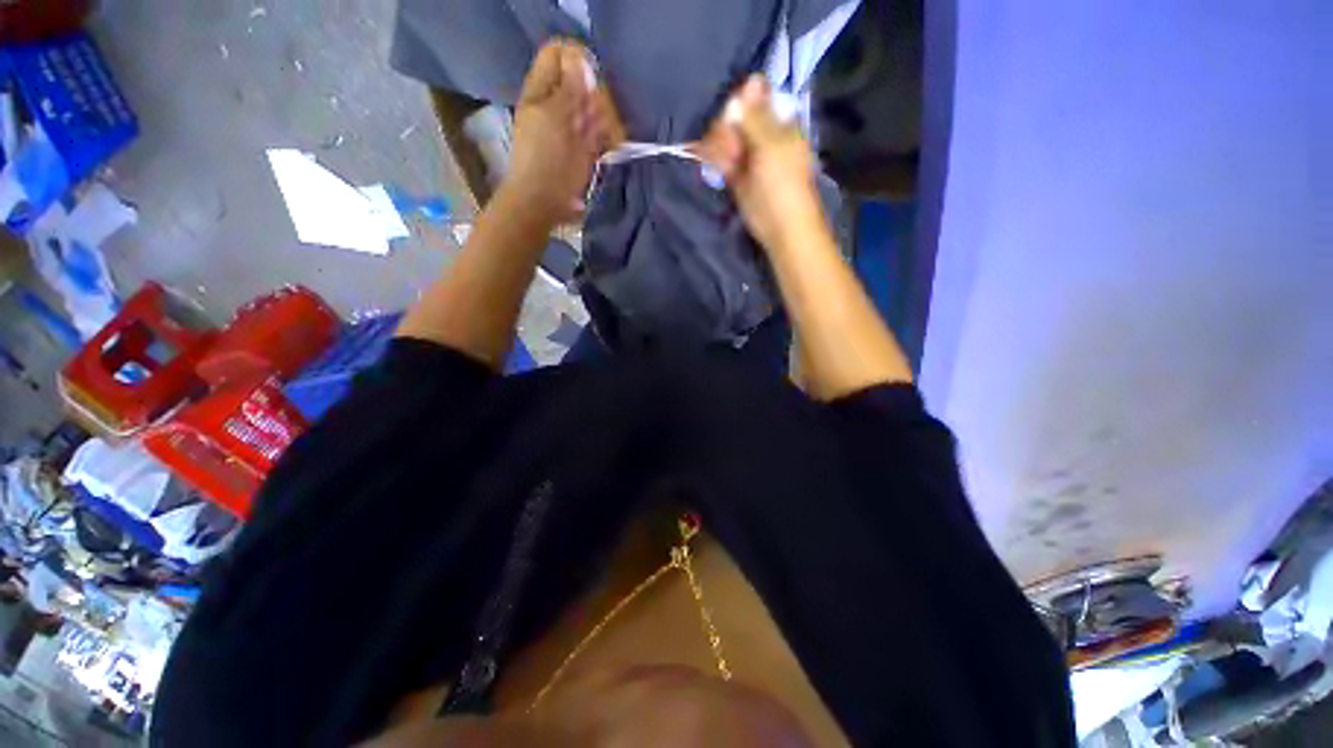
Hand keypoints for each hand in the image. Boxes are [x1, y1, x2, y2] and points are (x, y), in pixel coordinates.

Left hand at [503, 40, 624, 223]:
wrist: (546, 201)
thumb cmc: (544, 158)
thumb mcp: (553, 116)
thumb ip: (569, 87)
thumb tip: (581, 59)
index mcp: (541, 91)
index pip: (558, 54)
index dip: (575, 57)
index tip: (590, 75)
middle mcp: (559, 105)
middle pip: (583, 81)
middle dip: (595, 93)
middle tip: (595, 113)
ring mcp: (575, 128)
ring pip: (597, 107)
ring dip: (605, 117)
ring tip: (603, 133)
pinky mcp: (588, 150)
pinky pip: (604, 133)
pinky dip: (610, 135)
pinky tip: (612, 143)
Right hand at [700, 76, 824, 254]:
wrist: (780, 228)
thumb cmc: (782, 185)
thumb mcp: (771, 145)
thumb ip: (757, 116)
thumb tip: (751, 78)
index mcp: (780, 124)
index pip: (755, 100)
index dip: (740, 101)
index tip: (728, 111)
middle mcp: (763, 137)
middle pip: (737, 119)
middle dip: (725, 126)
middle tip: (725, 145)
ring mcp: (749, 158)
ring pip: (727, 140)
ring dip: (717, 143)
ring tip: (717, 155)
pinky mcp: (737, 177)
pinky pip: (722, 160)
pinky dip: (713, 157)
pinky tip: (703, 154)